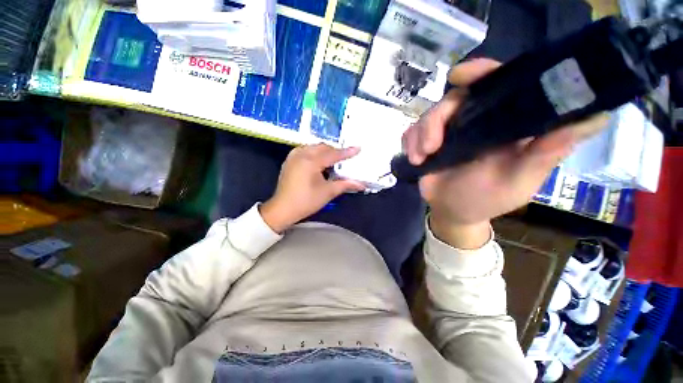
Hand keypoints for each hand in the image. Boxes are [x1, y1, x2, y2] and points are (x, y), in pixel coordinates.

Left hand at [260, 144, 364, 232]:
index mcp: (311, 161)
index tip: (358, 148)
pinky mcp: (289, 160)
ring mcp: (293, 156)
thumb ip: (345, 184)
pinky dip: (315, 153)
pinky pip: (305, 150)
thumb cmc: (306, 201)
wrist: (283, 209)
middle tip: (344, 160)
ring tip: (332, 162)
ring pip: (314, 147)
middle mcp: (301, 154)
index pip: (333, 154)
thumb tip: (361, 184)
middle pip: (323, 147)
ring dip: (325, 151)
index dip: (347, 152)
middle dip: (335, 151)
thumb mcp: (328, 192)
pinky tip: (318, 162)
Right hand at [402, 58, 608, 247]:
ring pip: (427, 116)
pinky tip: (415, 159)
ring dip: (420, 136)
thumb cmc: (486, 200)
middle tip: (431, 145)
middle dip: (436, 119)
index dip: (480, 72)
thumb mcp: (519, 180)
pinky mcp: (426, 143)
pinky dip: (410, 143)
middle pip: (452, 99)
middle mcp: (474, 121)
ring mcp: (447, 132)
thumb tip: (596, 116)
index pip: (496, 84)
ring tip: (421, 158)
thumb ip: (547, 152)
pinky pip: (411, 132)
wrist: (452, 212)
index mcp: (502, 123)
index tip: (460, 77)